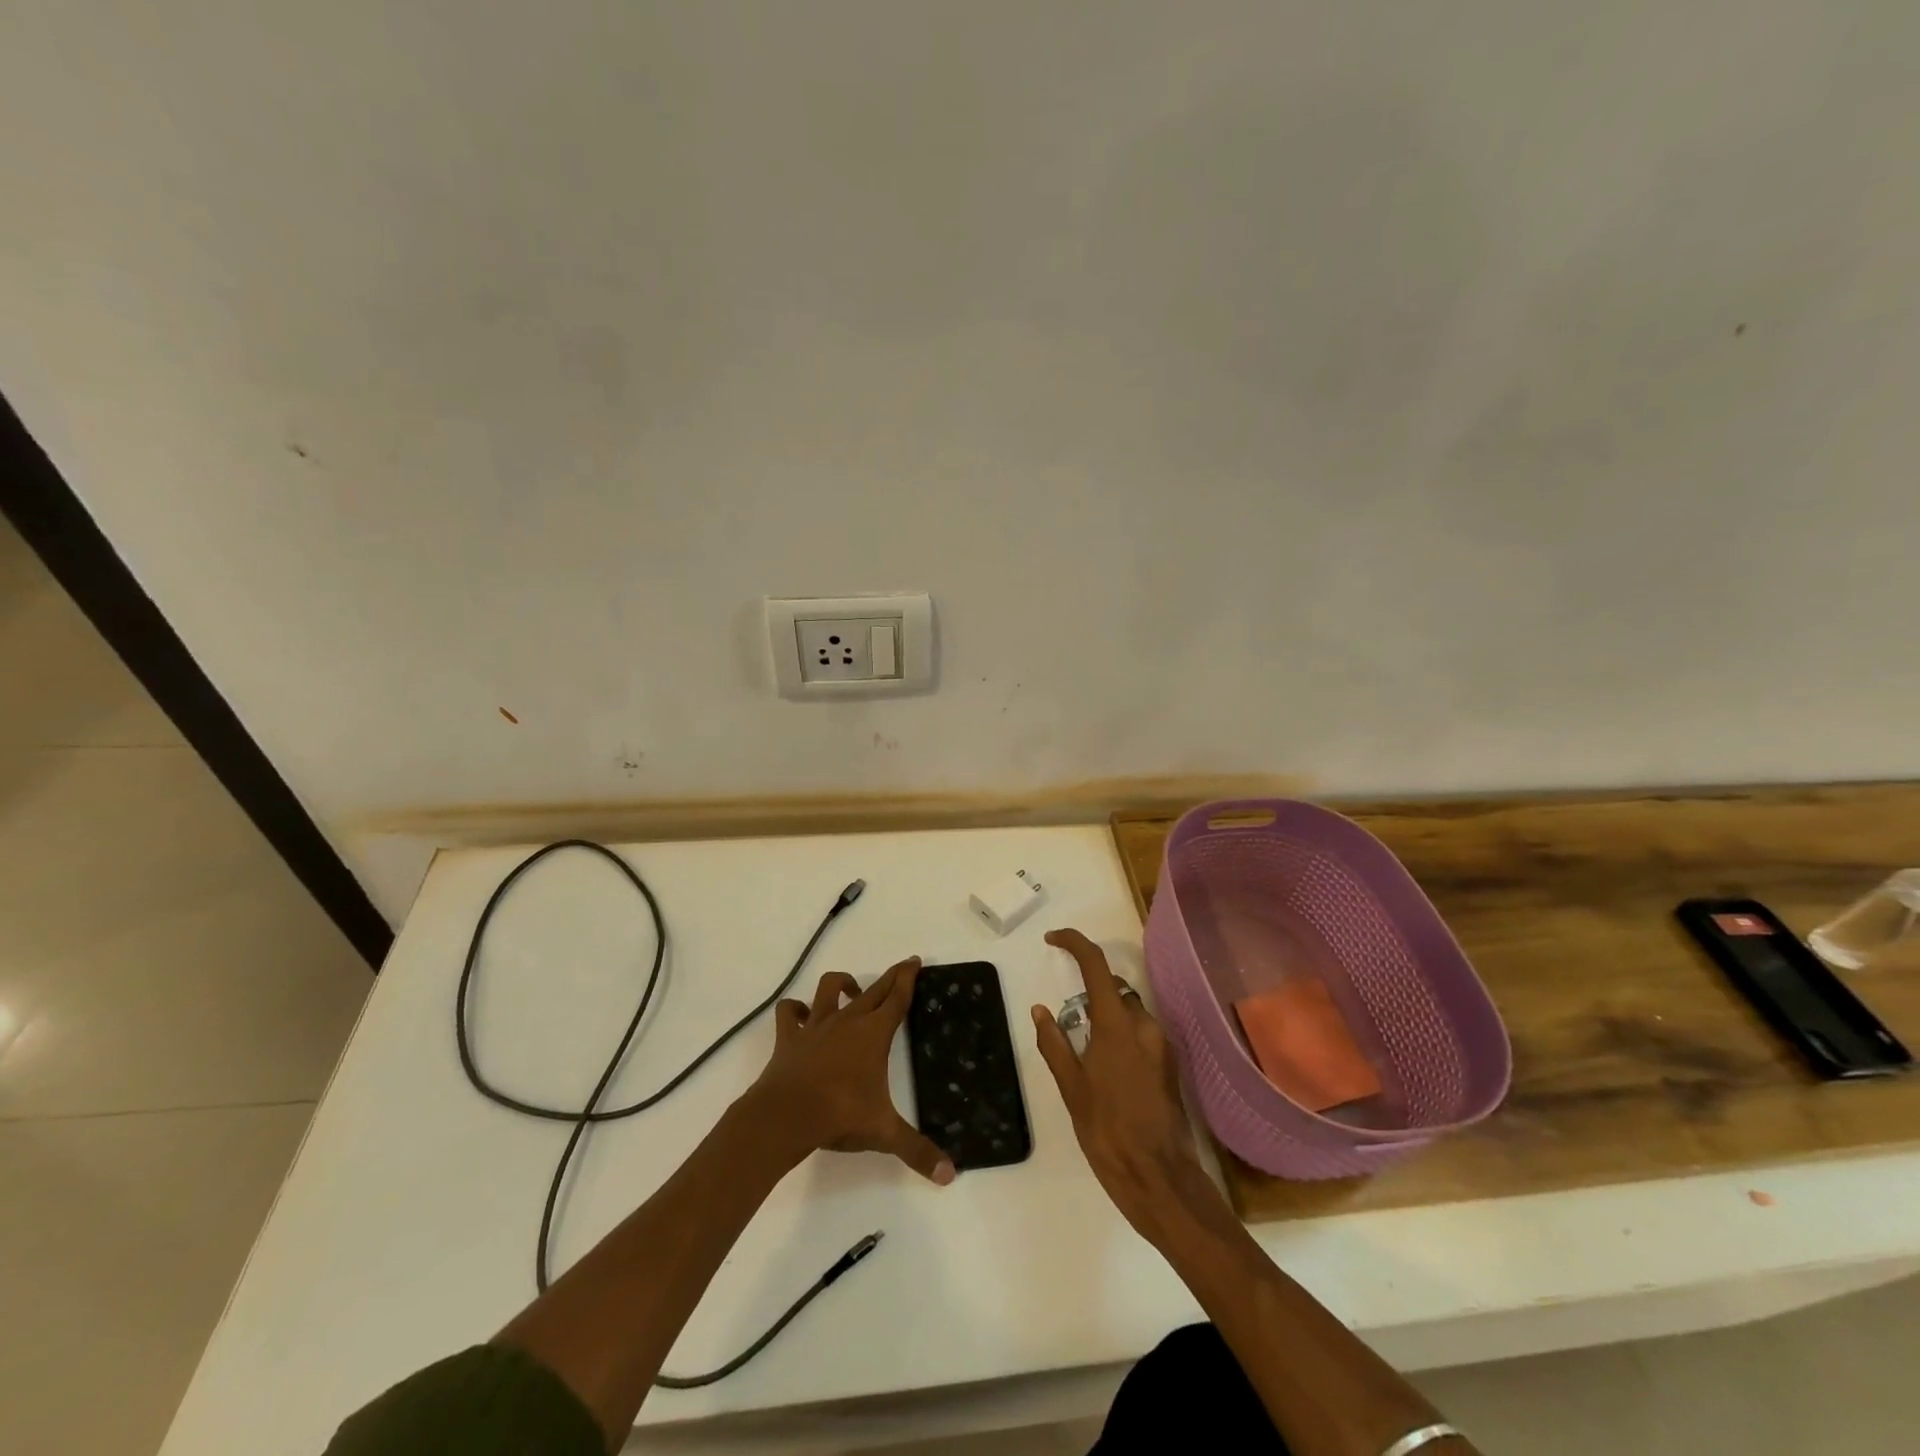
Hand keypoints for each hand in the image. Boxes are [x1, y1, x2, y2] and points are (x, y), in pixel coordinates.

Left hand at [744, 958, 955, 1184]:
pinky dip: (795, 1009)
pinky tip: (801, 1014)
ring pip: (829, 989)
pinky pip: (789, 1013)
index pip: (897, 999)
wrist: (786, 1115)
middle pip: (873, 990)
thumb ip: (917, 1151)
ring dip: (841, 984)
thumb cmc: (840, 1115)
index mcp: (874, 1034)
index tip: (915, 961)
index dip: (908, 979)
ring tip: (851, 989)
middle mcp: (847, 1021)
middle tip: (902, 966)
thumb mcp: (884, 1134)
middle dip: (889, 977)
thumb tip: (950, 1176)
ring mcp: (816, 1026)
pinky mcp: (790, 1037)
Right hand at [1030, 930, 1220, 1241]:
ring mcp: (1162, 1045)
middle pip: (1114, 989)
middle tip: (1067, 1025)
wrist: (1159, 1179)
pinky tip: (1109, 1074)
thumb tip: (1040, 1010)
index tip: (1052, 939)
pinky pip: (1141, 1035)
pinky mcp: (1170, 1065)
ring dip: (1106, 1019)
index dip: (1074, 943)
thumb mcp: (1071, 1088)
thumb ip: (1054, 1043)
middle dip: (1089, 994)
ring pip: (1129, 1013)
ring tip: (1086, 1058)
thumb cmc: (1108, 1132)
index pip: (1096, 965)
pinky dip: (1122, 1038)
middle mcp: (1145, 1026)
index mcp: (1117, 1025)